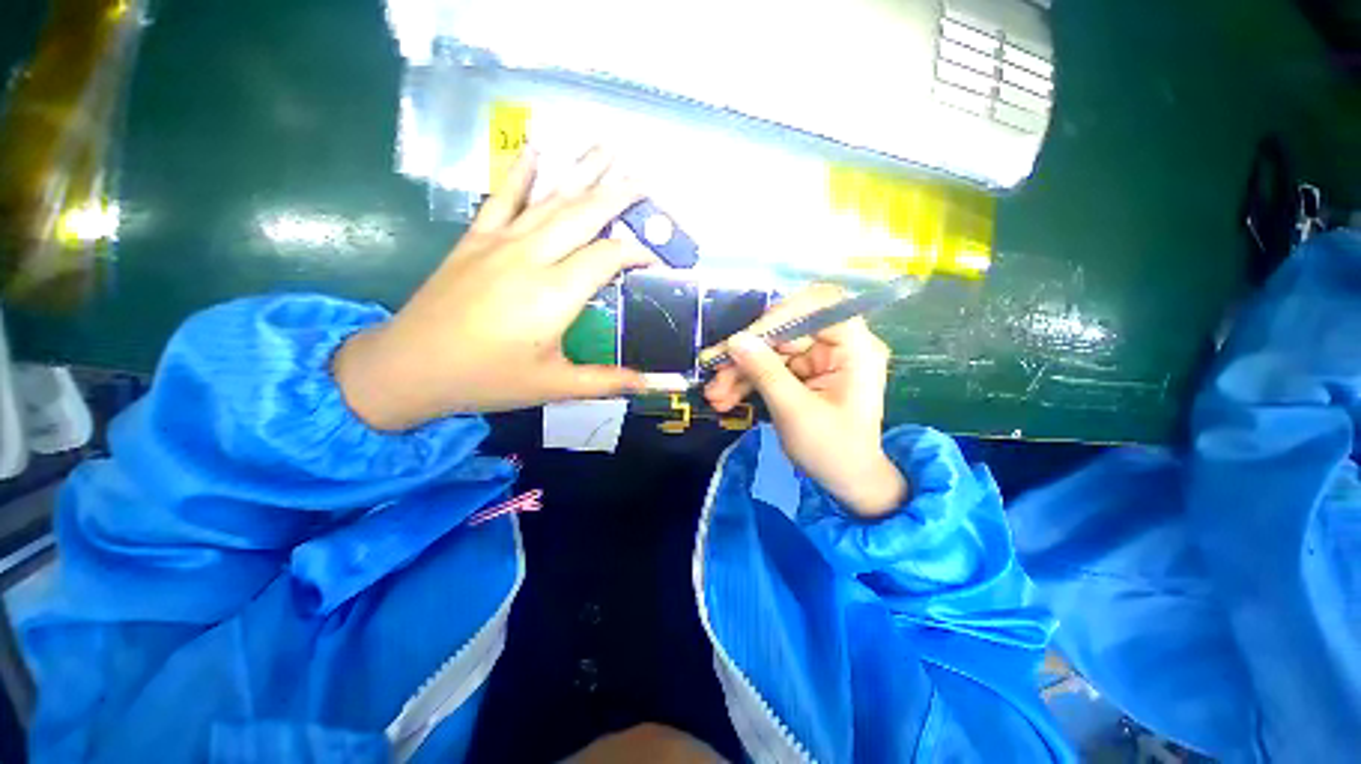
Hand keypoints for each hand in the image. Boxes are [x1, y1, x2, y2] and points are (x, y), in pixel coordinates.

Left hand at [334, 148, 661, 429]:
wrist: (410, 366)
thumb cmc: (488, 378)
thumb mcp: (554, 386)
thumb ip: (606, 381)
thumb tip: (650, 385)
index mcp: (554, 294)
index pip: (608, 258)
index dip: (637, 254)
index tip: (656, 261)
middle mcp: (531, 257)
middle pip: (582, 215)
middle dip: (617, 195)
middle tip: (644, 179)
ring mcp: (500, 242)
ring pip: (549, 199)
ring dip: (581, 173)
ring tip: (607, 150)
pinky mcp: (475, 239)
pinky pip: (501, 197)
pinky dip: (520, 172)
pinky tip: (536, 148)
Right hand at [703, 285, 907, 516]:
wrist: (847, 482)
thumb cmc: (833, 451)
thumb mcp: (795, 412)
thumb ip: (765, 372)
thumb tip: (735, 340)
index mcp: (854, 348)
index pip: (817, 307)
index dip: (779, 317)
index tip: (743, 340)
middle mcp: (837, 346)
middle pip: (785, 331)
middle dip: (747, 353)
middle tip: (714, 373)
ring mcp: (818, 359)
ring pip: (770, 350)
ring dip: (740, 371)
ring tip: (715, 396)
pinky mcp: (802, 373)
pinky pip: (769, 367)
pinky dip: (747, 381)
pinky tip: (725, 398)